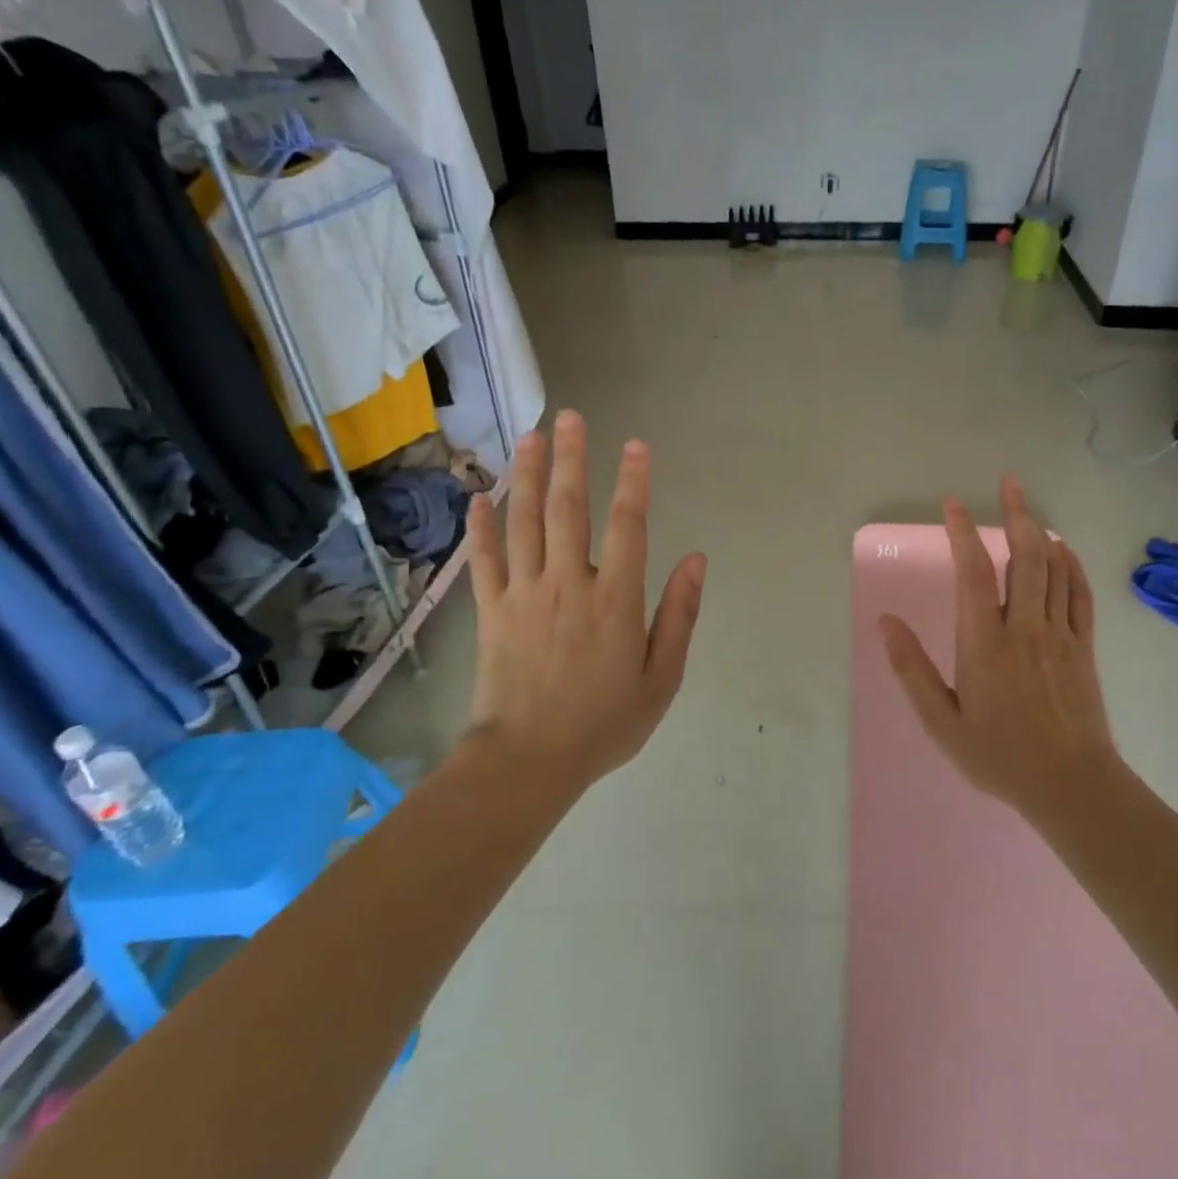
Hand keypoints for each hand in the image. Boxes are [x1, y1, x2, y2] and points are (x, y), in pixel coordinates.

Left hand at [463, 410, 706, 788]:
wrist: (528, 762)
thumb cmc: (604, 723)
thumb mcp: (662, 678)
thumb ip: (679, 615)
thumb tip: (696, 560)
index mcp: (615, 600)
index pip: (627, 526)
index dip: (633, 481)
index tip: (635, 445)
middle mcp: (569, 584)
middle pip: (569, 509)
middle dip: (572, 459)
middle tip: (569, 417)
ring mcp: (524, 593)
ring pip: (525, 522)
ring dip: (529, 476)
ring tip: (530, 437)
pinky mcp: (491, 610)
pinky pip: (485, 559)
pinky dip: (482, 526)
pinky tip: (481, 496)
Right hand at [879, 476, 1121, 825]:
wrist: (1072, 786)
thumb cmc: (999, 756)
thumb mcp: (941, 723)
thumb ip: (911, 670)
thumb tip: (885, 623)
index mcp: (984, 643)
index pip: (973, 572)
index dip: (962, 532)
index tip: (953, 504)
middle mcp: (1024, 627)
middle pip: (1024, 556)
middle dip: (1016, 513)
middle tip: (1008, 482)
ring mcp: (1060, 635)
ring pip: (1054, 568)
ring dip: (1042, 531)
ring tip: (1028, 505)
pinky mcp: (1084, 647)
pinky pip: (1079, 594)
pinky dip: (1071, 565)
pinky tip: (1063, 549)